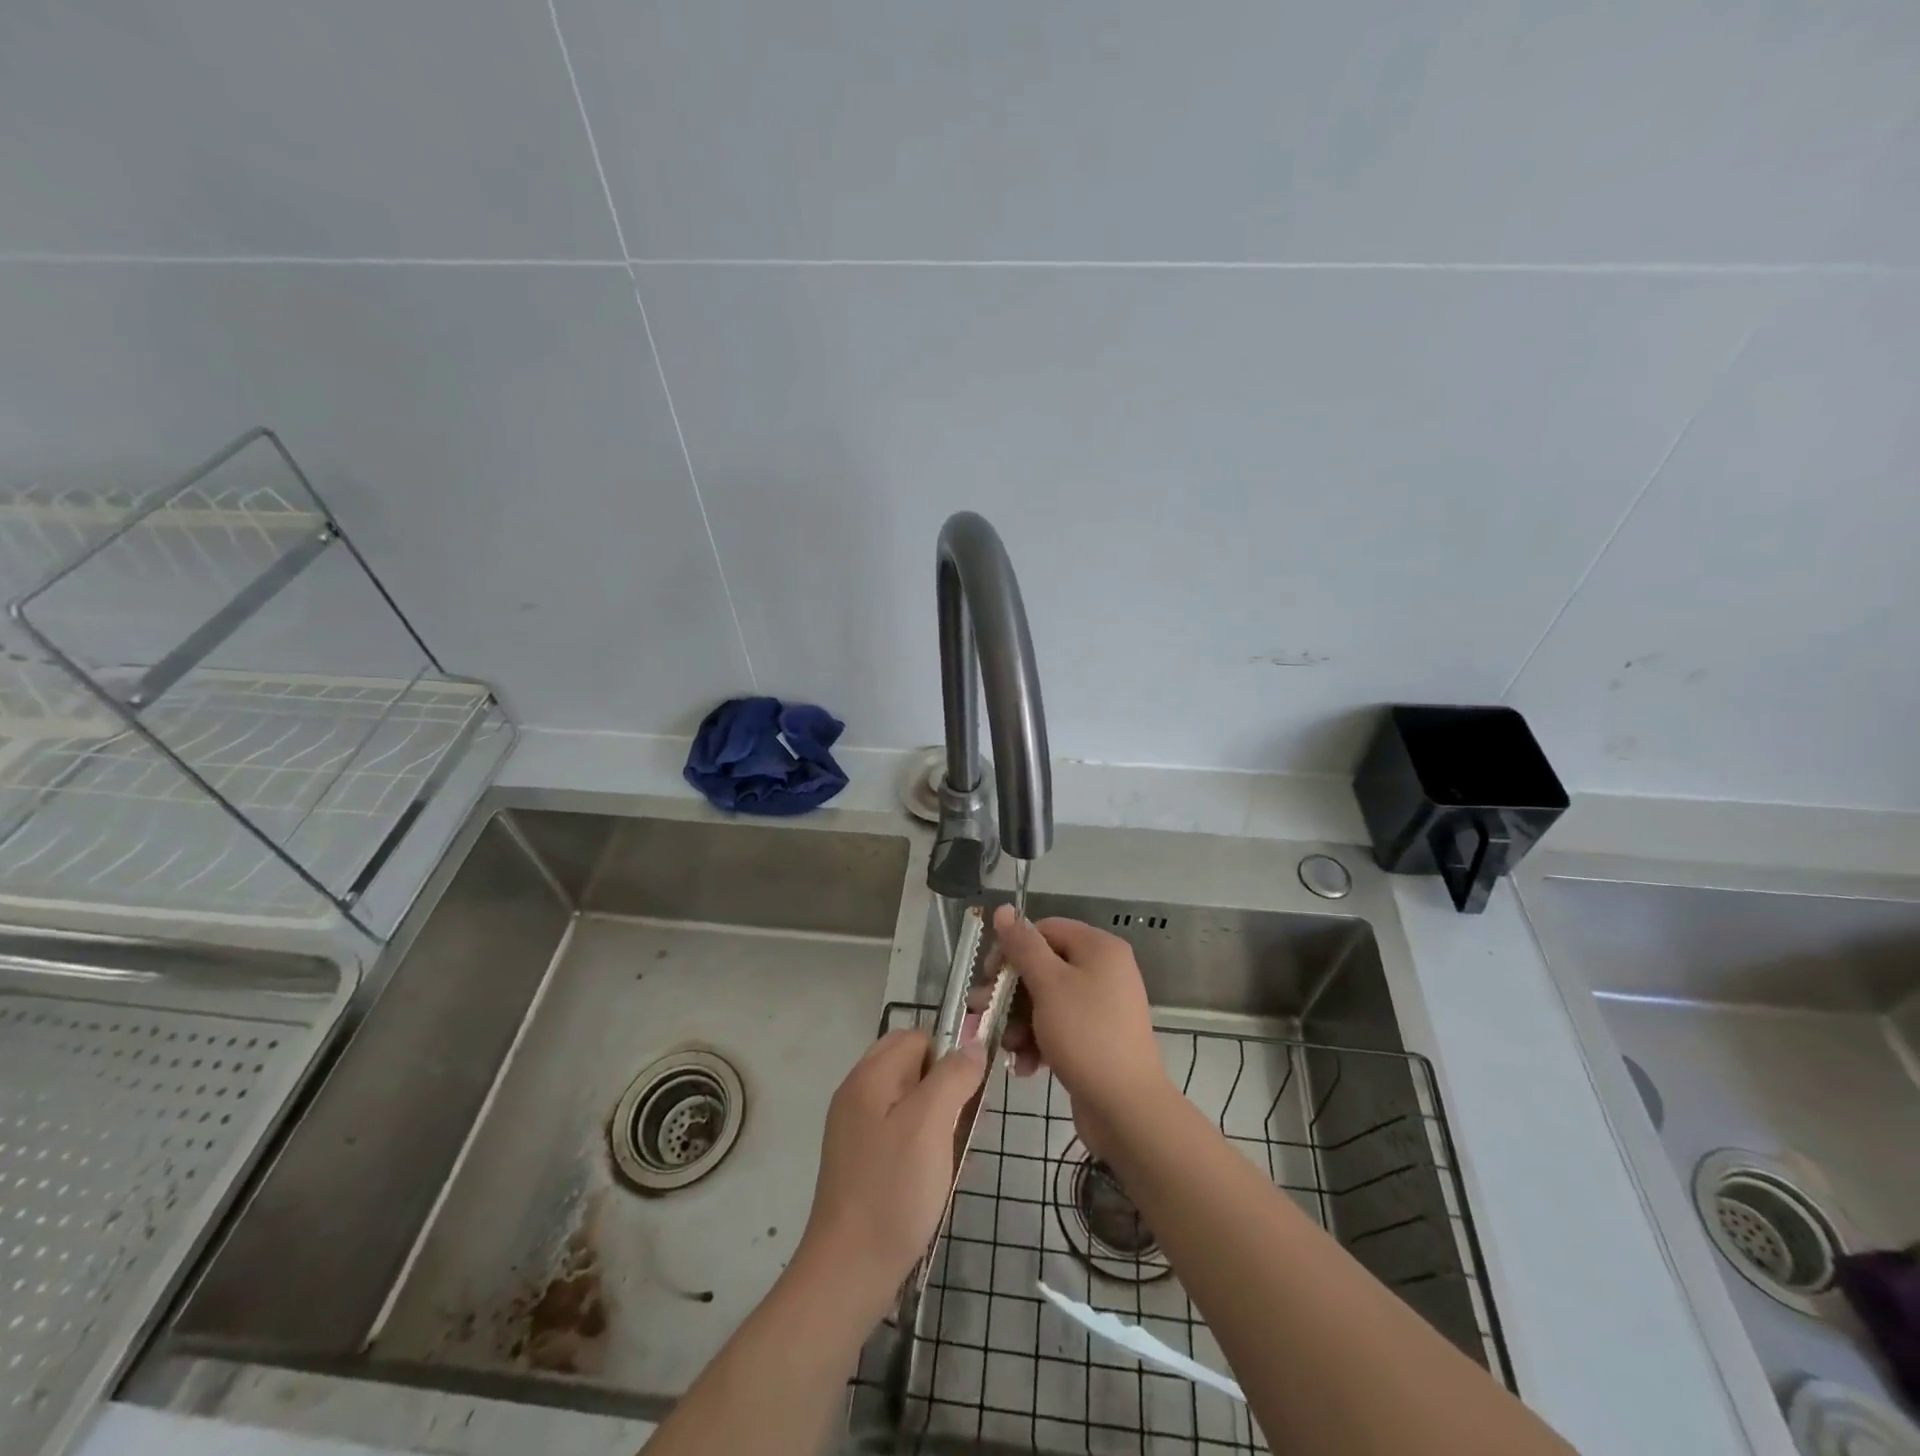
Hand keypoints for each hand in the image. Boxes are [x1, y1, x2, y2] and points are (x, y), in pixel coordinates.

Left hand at [792, 1028, 985, 1317]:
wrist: (849, 1272)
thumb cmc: (893, 1190)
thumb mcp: (932, 1124)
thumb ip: (954, 1076)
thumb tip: (973, 1044)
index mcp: (869, 1076)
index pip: (917, 1036)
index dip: (948, 1055)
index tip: (970, 1092)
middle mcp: (858, 1094)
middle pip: (913, 1067)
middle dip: (946, 1088)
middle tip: (966, 1124)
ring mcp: (856, 1130)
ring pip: (911, 1102)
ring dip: (940, 1120)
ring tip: (956, 1155)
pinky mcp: (862, 1162)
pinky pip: (901, 1134)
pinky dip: (925, 1145)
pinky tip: (940, 1176)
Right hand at [990, 906, 1176, 1160]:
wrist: (1127, 1108)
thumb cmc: (1085, 1035)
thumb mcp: (1048, 985)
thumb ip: (1023, 946)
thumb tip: (1004, 908)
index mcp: (1098, 948)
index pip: (1044, 930)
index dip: (1012, 949)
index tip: (988, 977)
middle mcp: (1104, 970)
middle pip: (1044, 967)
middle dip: (1011, 994)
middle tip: (983, 1014)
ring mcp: (1102, 1006)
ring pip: (1047, 1001)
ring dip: (1020, 1022)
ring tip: (1007, 1048)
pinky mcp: (1097, 1038)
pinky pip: (1060, 1027)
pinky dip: (1039, 1042)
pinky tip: (1025, 1067)